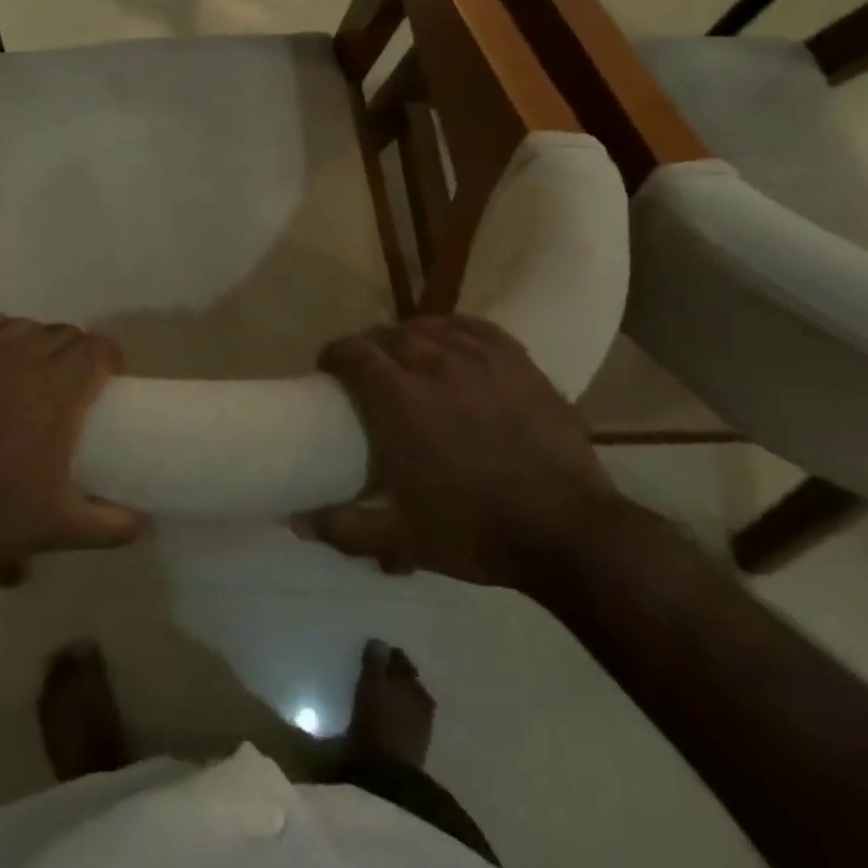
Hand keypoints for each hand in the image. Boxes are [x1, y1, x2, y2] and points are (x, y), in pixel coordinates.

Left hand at [0, 315, 147, 573]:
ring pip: (24, 325)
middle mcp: (25, 359)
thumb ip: (112, 525)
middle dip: (76, 351)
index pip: (97, 349)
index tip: (109, 379)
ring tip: (33, 366)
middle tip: (72, 381)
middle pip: (64, 333)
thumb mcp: (62, 527)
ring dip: (38, 340)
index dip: (109, 358)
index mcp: (59, 392)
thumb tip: (147, 525)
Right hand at [298, 314, 620, 594]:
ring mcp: (480, 359)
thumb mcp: (402, 539)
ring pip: (429, 327)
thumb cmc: (477, 531)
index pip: (353, 351)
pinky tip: (450, 341)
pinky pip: (474, 327)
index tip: (329, 371)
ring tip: (406, 356)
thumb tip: (296, 522)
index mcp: (399, 398)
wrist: (570, 533)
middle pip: (388, 335)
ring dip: (408, 337)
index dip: (334, 355)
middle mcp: (434, 365)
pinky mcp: (518, 363)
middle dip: (369, 347)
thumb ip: (344, 527)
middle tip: (366, 372)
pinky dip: (452, 329)